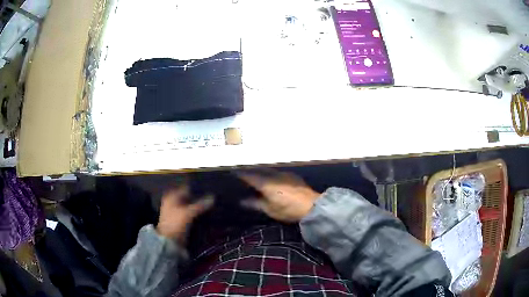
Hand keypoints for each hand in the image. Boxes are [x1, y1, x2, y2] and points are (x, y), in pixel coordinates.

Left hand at [156, 185, 213, 242]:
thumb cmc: (175, 223)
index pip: (186, 188)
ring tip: (212, 205)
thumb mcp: (188, 213)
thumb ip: (200, 205)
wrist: (169, 241)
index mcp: (172, 196)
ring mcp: (176, 212)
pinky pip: (191, 214)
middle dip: (199, 198)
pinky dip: (197, 214)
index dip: (196, 188)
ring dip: (199, 207)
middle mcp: (173, 202)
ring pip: (190, 206)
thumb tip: (213, 197)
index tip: (209, 188)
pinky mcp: (180, 221)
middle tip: (212, 197)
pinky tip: (207, 214)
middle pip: (188, 197)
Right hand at [237, 170, 320, 222]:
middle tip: (244, 177)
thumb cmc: (288, 210)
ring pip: (268, 171)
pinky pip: (277, 173)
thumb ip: (255, 204)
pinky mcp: (292, 176)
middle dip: (250, 173)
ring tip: (256, 178)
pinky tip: (272, 180)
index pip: (249, 176)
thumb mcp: (269, 209)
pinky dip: (271, 175)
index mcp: (265, 183)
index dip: (240, 175)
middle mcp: (273, 175)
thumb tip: (242, 201)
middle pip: (258, 171)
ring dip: (261, 173)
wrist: (311, 206)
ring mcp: (284, 174)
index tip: (234, 173)